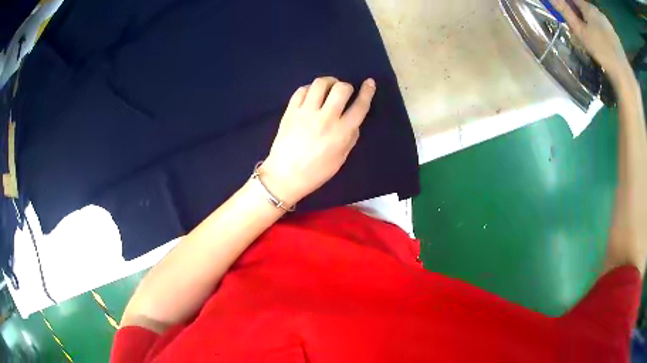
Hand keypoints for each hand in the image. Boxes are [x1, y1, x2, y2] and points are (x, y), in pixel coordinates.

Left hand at [261, 77, 375, 205]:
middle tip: (343, 92)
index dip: (367, 92)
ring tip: (328, 88)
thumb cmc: (316, 172)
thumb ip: (351, 137)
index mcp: (342, 132)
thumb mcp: (341, 158)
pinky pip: (302, 90)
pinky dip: (310, 89)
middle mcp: (326, 118)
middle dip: (346, 86)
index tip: (369, 83)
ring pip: (320, 84)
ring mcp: (306, 113)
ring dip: (328, 82)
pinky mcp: (291, 111)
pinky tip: (311, 95)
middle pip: (341, 88)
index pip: (360, 106)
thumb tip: (353, 120)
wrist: (285, 176)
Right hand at [550, 0, 631, 82]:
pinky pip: (605, 28)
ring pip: (596, 19)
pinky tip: (604, 46)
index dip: (570, 7)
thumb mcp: (580, 32)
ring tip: (594, 42)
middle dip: (582, 17)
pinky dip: (603, 33)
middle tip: (582, 33)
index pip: (573, 0)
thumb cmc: (601, 50)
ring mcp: (607, 22)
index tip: (569, 19)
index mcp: (588, 7)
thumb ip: (566, 12)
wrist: (623, 72)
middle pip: (586, 9)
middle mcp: (597, 10)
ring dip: (593, 25)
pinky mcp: (615, 34)